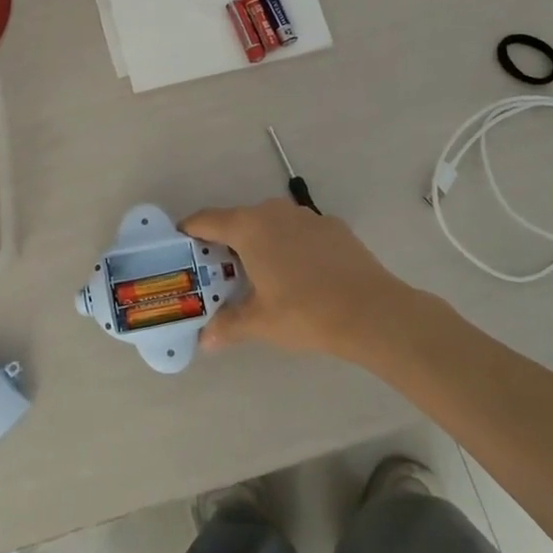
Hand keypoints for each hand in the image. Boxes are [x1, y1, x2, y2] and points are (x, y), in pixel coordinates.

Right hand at [180, 199, 414, 359]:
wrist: (372, 311)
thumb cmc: (304, 312)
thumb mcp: (260, 323)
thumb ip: (228, 325)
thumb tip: (205, 340)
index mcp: (248, 227)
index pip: (206, 220)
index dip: (189, 232)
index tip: (180, 247)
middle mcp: (273, 212)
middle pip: (238, 221)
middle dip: (225, 243)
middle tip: (219, 272)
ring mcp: (306, 216)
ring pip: (270, 224)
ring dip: (259, 243)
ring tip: (260, 276)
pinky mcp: (332, 226)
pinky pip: (298, 232)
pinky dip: (290, 246)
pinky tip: (300, 276)